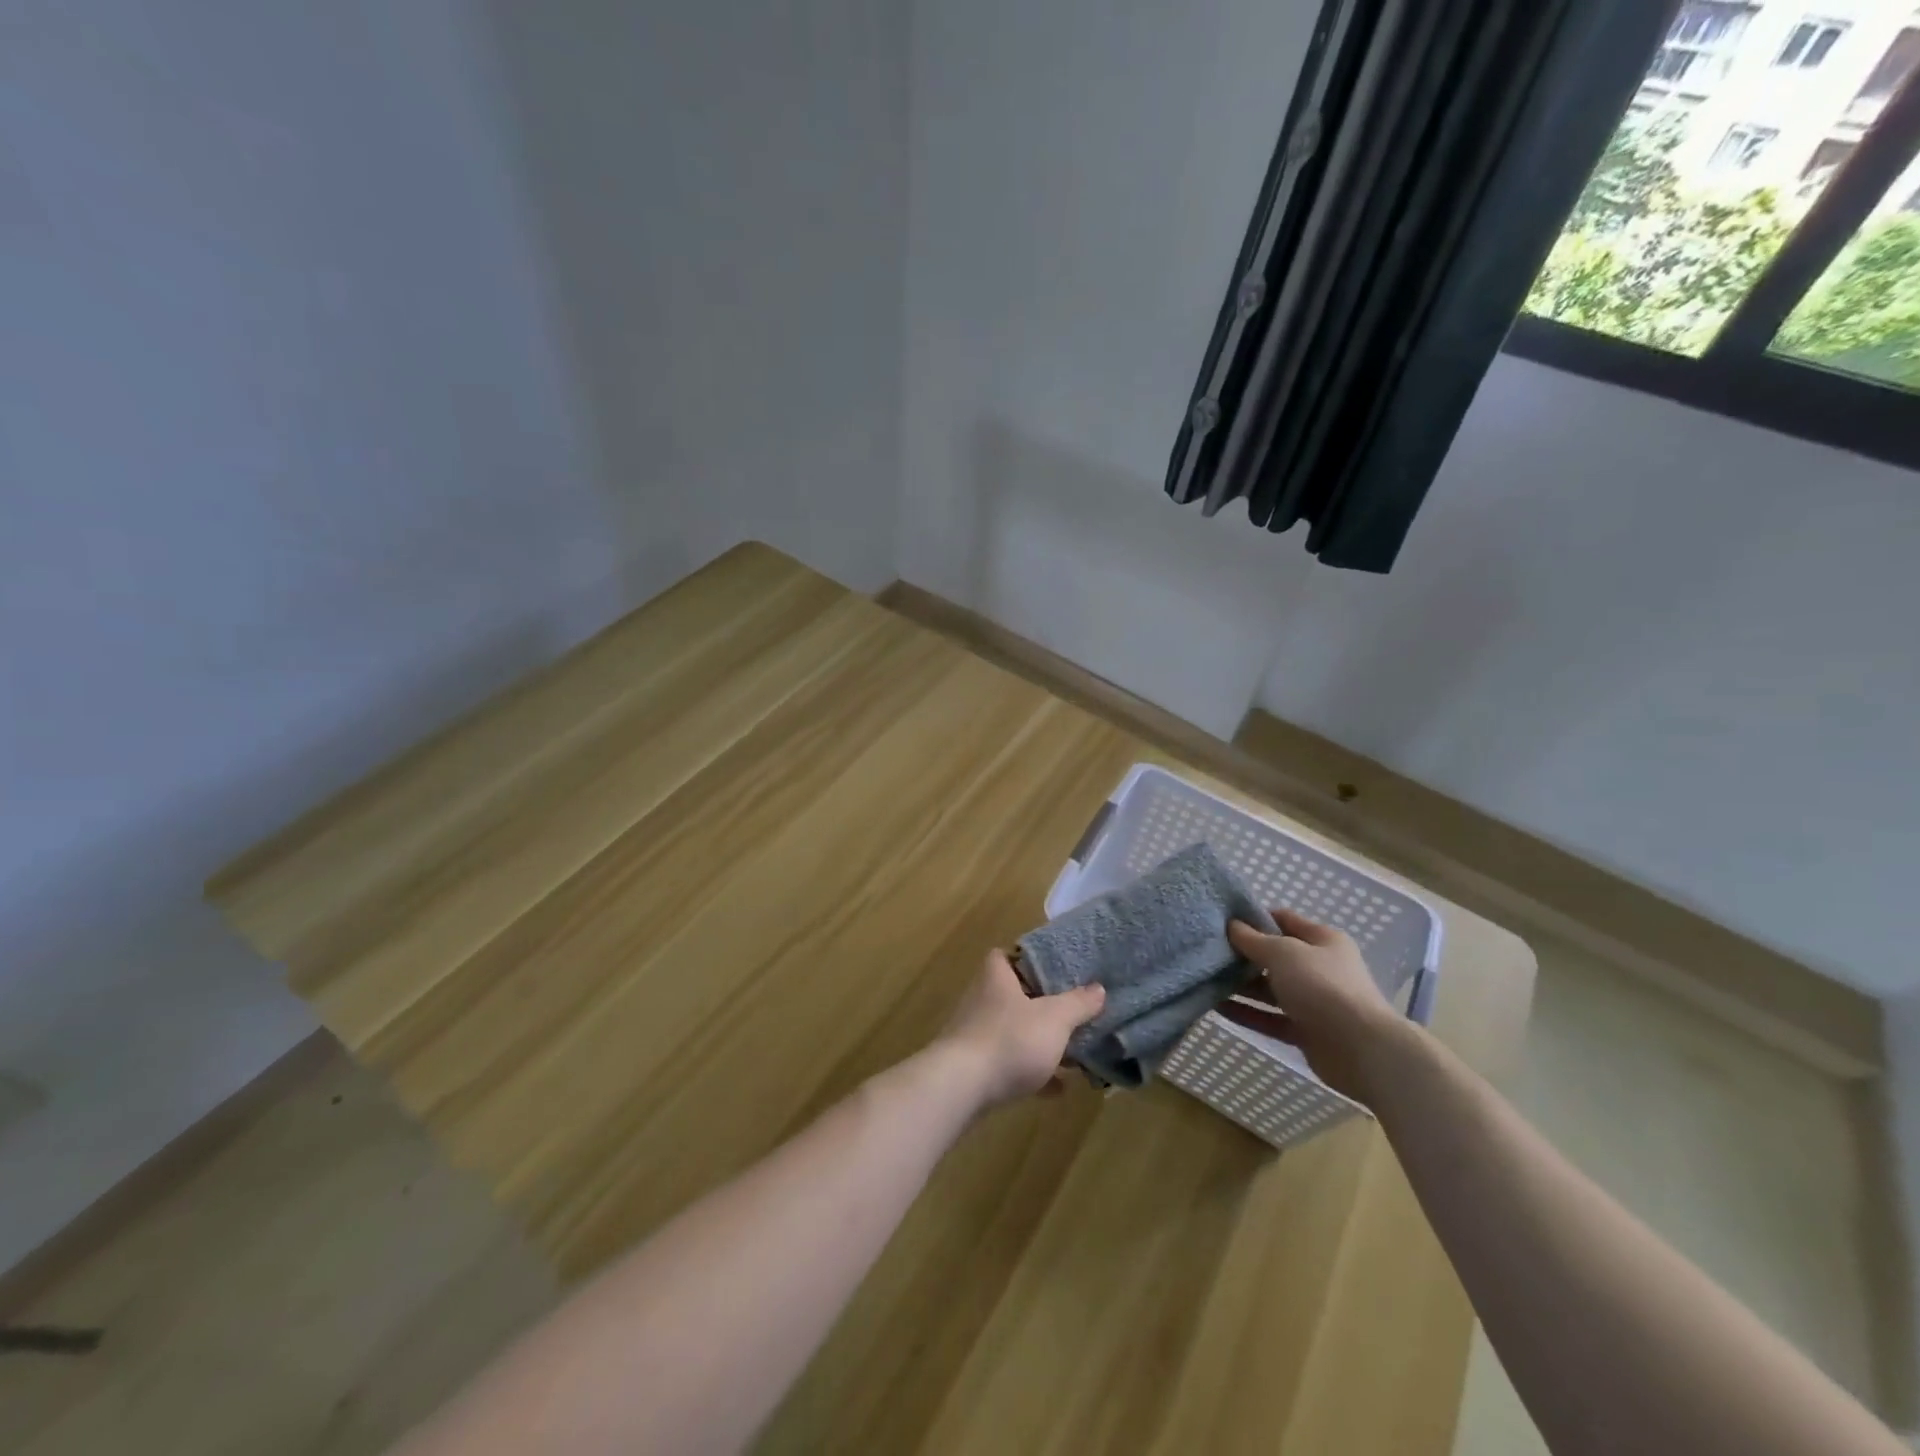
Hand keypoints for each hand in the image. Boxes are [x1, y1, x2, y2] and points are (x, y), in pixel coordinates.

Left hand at [935, 950, 1105, 1108]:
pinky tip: (1059, 1087)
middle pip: (1015, 995)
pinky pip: (1011, 1064)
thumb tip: (1098, 989)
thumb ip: (1078, 1003)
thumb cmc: (1010, 1039)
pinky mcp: (976, 1067)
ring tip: (1073, 1052)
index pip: (1008, 955)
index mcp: (997, 976)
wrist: (963, 1087)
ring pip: (1015, 1031)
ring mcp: (977, 1034)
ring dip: (1040, 1041)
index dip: (1030, 960)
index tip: (1056, 970)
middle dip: (1043, 1005)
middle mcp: (982, 999)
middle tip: (1073, 1012)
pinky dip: (1033, 1073)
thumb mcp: (1054, 1018)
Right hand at [1223, 909, 1408, 1104]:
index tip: (1222, 920)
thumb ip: (1254, 940)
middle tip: (1207, 951)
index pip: (1283, 920)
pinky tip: (1216, 1008)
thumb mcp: (1283, 953)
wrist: (1362, 1050)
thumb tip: (1231, 925)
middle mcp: (1319, 968)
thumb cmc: (1322, 987)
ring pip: (1269, 989)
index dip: (1254, 918)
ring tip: (1204, 978)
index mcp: (1322, 940)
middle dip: (1242, 955)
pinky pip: (1270, 1017)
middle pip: (1274, 956)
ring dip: (1240, 986)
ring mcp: (1313, 1001)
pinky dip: (1246, 1013)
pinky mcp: (1306, 1031)